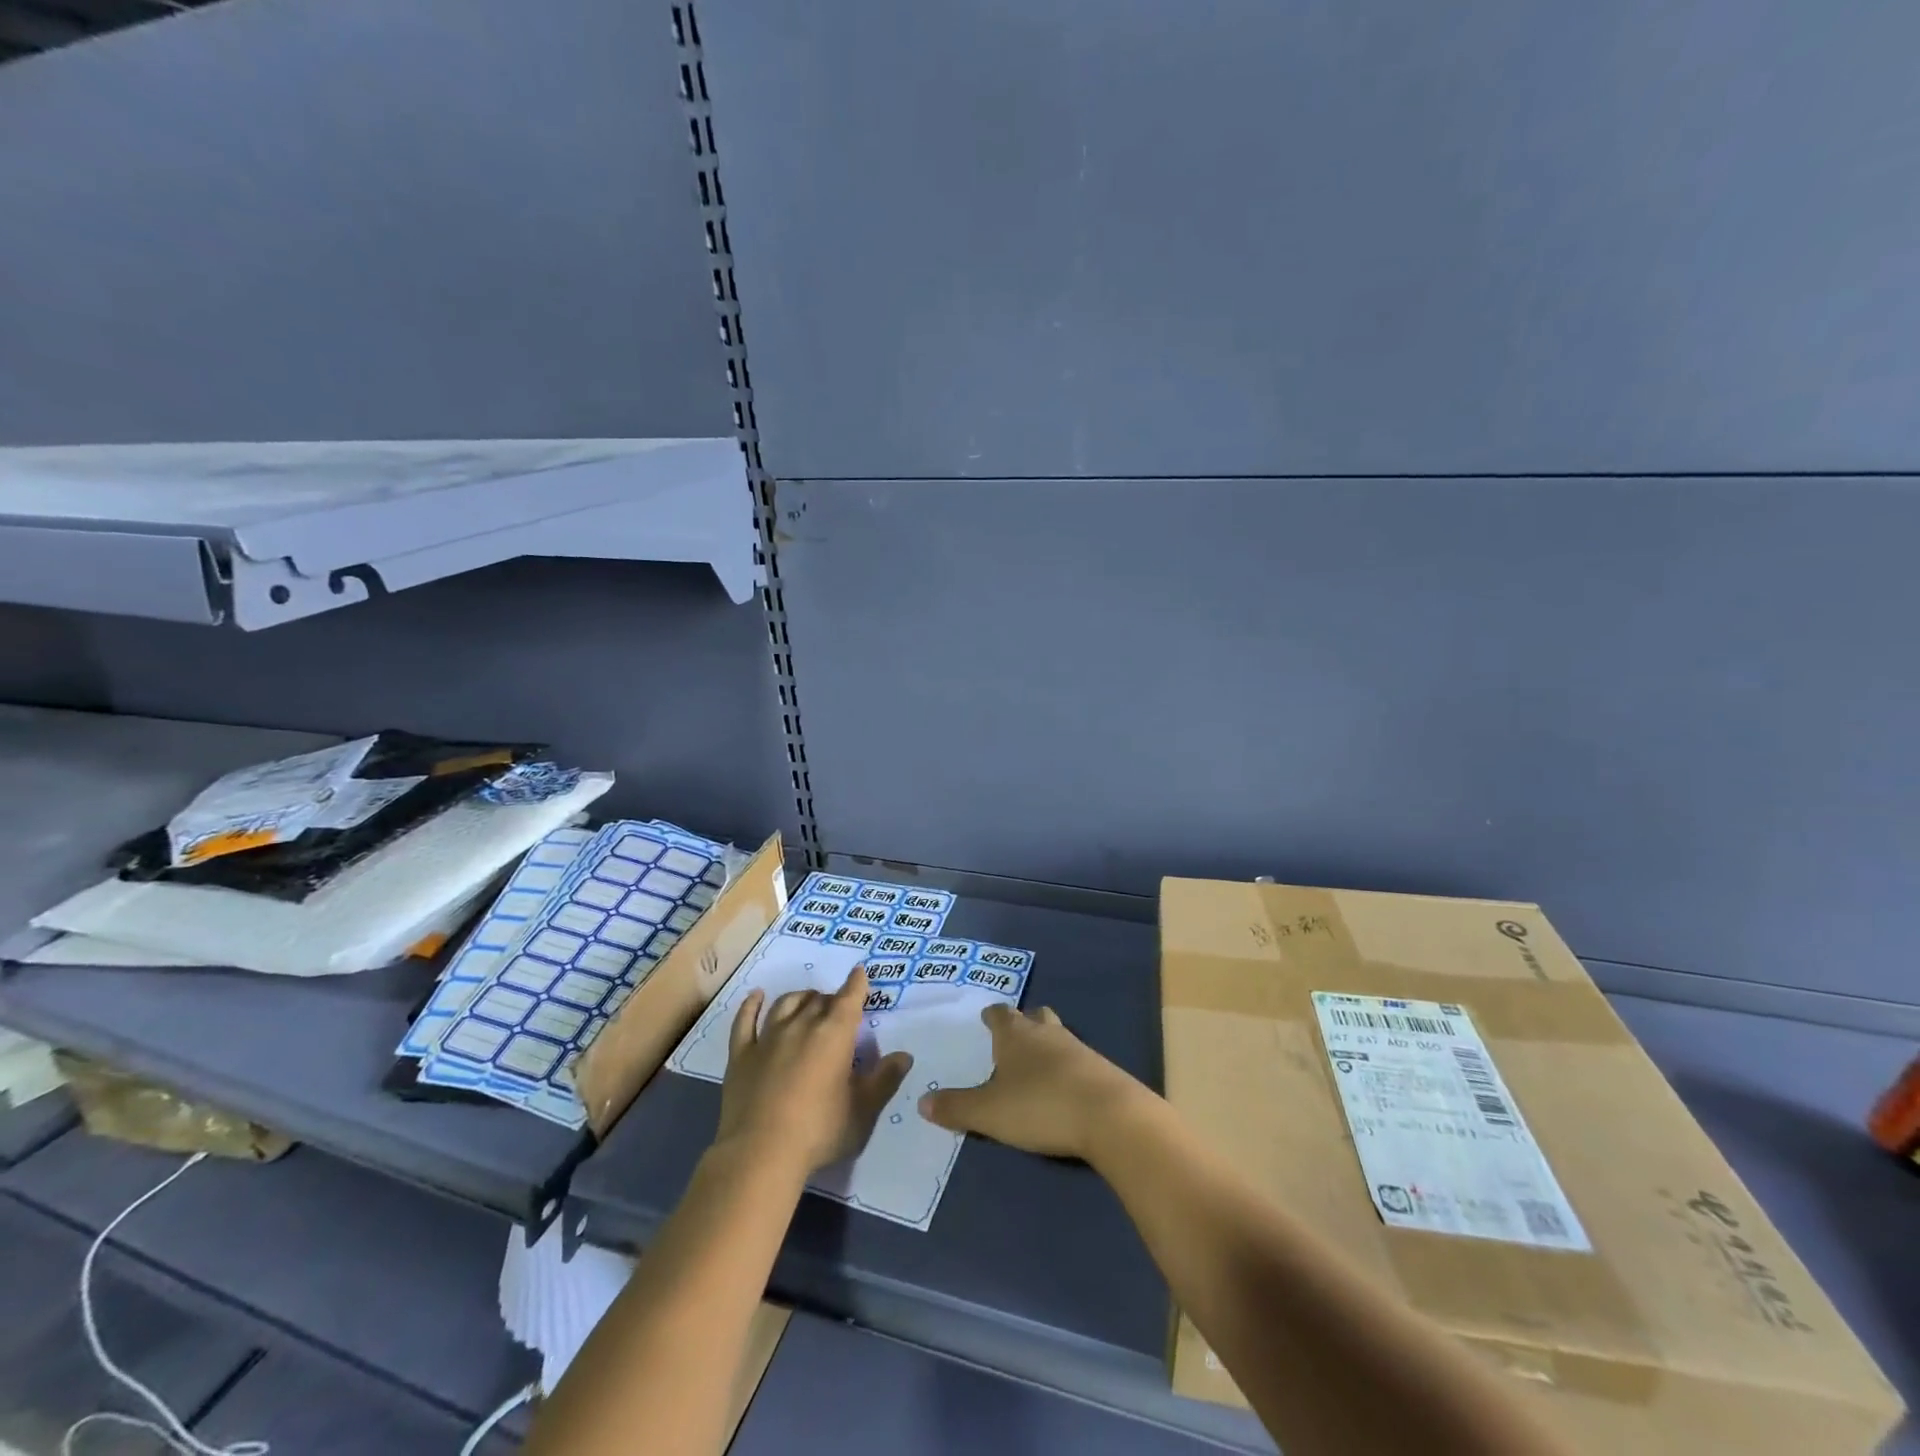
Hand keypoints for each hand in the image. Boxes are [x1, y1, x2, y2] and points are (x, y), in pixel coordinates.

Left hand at [716, 966, 912, 1175]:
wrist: (760, 1154)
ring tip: (807, 1001)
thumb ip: (885, 1080)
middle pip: (818, 999)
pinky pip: (745, 1021)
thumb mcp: (863, 1111)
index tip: (859, 973)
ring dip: (800, 998)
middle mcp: (801, 1025)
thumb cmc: (819, 1131)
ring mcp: (768, 1037)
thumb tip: (904, 1055)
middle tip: (837, 1009)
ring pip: (786, 1004)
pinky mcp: (741, 1055)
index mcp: (834, 1034)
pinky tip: (756, 996)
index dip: (856, 984)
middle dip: (831, 998)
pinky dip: (751, 1005)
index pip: (849, 999)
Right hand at [918, 1004, 1145, 1160]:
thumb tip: (922, 1102)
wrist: (1109, 1116)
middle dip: (1023, 1023)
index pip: (1000, 1014)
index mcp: (1016, 1035)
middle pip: (1035, 1016)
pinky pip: (1077, 1059)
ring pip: (1057, 1035)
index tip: (986, 1017)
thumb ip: (956, 1107)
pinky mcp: (1101, 1069)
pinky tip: (1063, 1087)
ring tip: (1036, 1064)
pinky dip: (1067, 1067)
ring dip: (1047, 1044)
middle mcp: (1046, 1033)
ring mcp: (1077, 1048)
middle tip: (1013, 1036)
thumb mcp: (989, 1112)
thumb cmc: (1040, 1105)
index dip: (992, 1016)